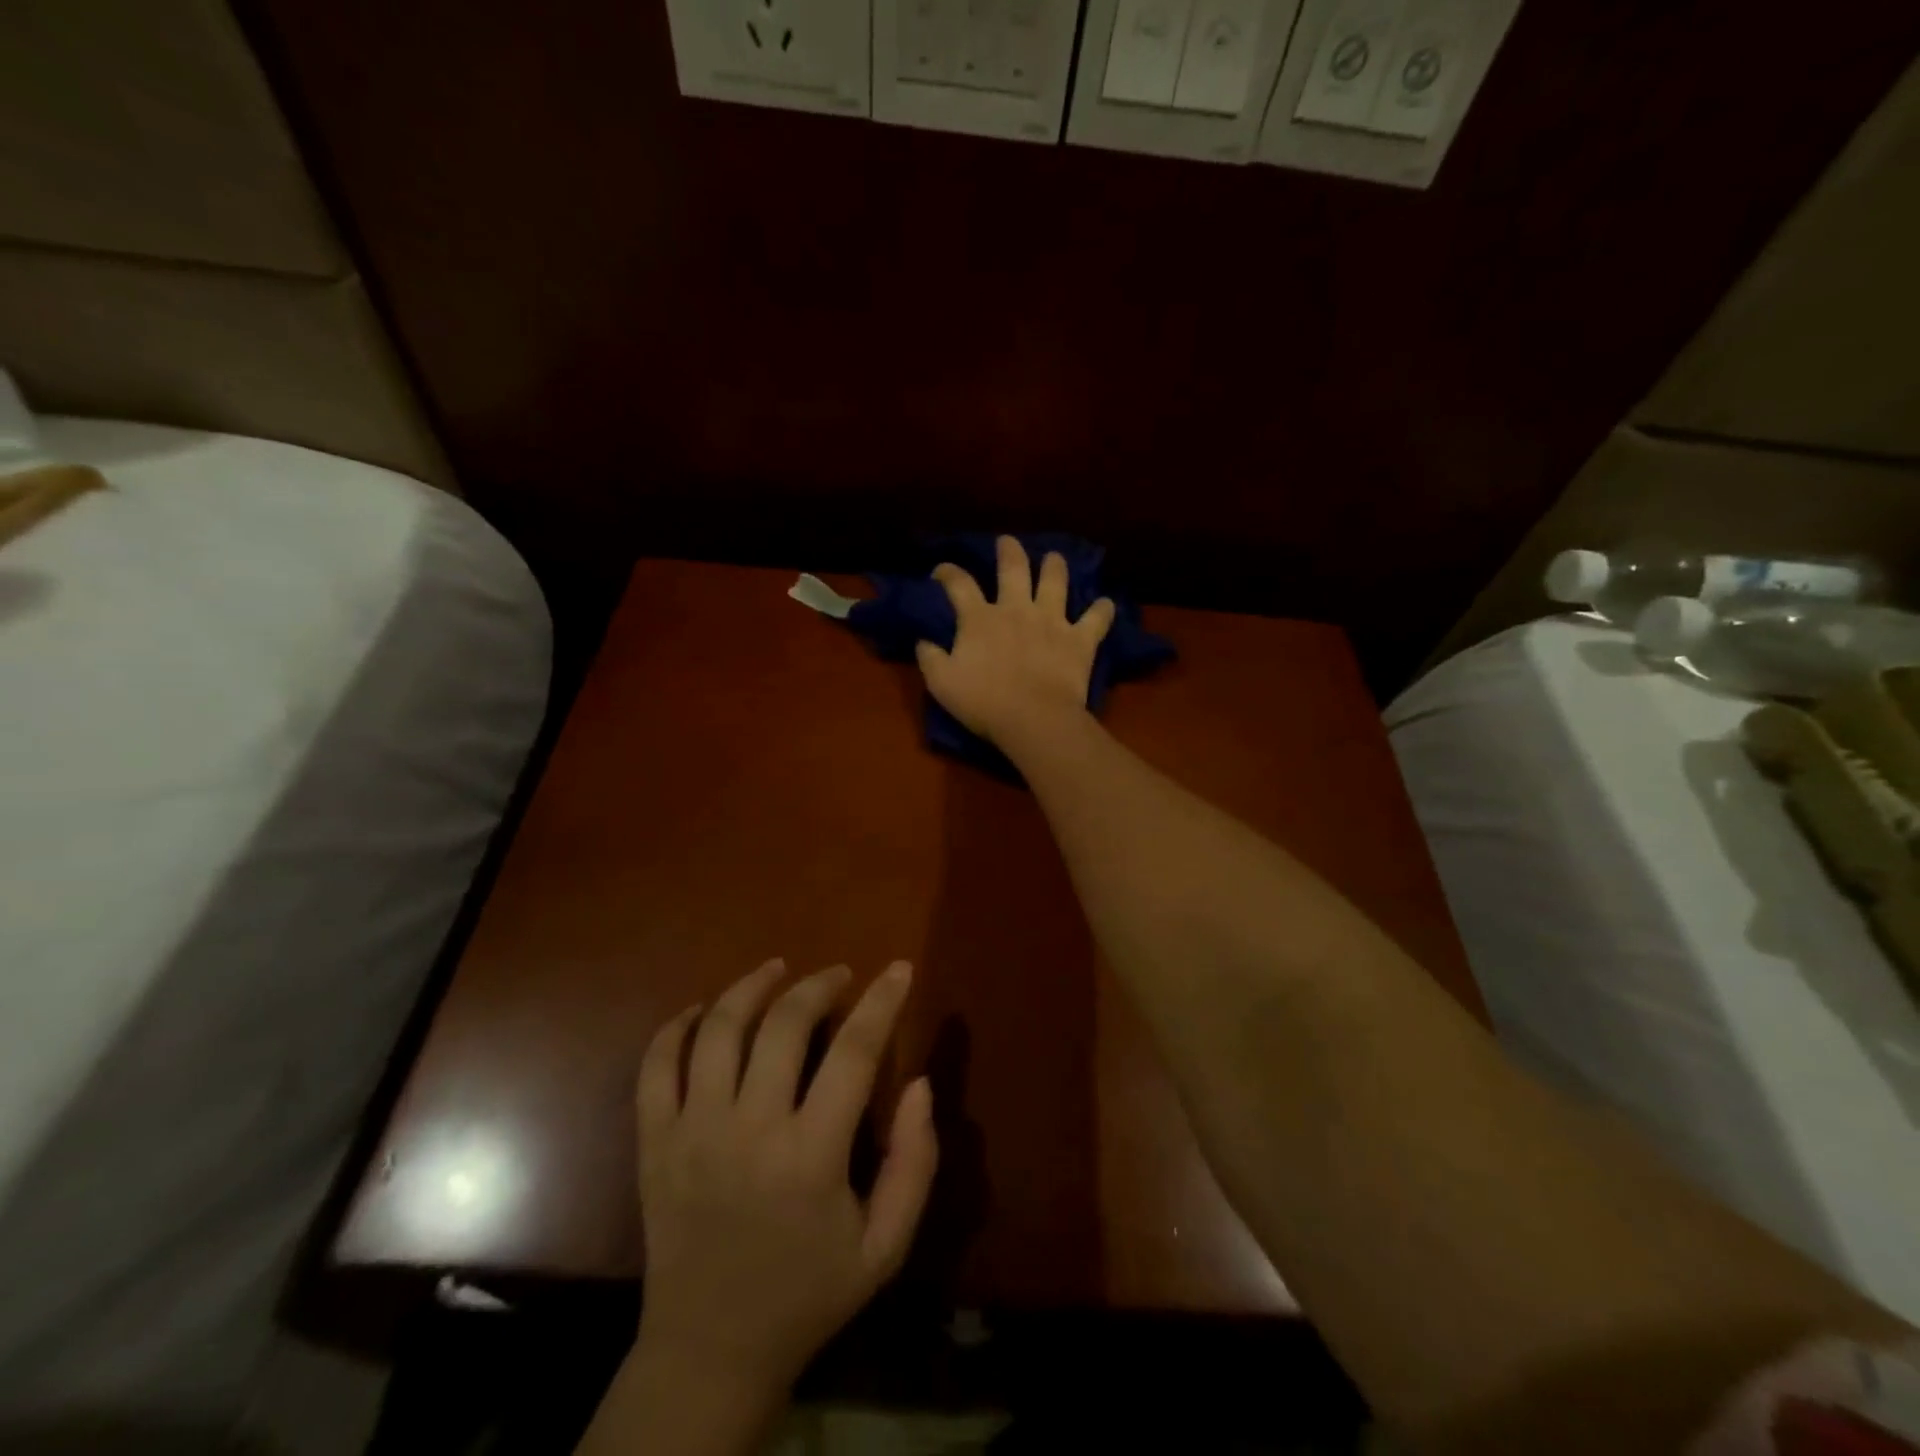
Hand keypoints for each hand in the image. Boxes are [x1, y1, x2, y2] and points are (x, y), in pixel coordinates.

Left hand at [632, 959, 937, 1399]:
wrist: (710, 1352)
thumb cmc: (808, 1294)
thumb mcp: (885, 1246)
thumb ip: (914, 1163)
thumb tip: (920, 1085)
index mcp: (811, 1156)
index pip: (854, 1051)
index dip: (882, 1001)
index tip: (898, 969)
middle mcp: (748, 1131)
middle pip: (783, 1025)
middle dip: (818, 985)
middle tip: (839, 975)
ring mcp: (692, 1133)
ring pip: (717, 1030)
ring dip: (749, 987)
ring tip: (776, 970)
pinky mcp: (653, 1144)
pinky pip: (655, 1066)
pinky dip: (674, 1027)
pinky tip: (702, 1011)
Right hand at [915, 535, 1115, 749]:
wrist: (1033, 718)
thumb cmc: (983, 702)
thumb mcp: (942, 683)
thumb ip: (930, 658)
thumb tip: (923, 641)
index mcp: (979, 618)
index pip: (959, 584)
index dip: (948, 572)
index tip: (942, 571)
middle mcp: (1016, 609)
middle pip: (1013, 568)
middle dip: (1009, 551)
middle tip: (1007, 542)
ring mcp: (1052, 621)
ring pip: (1056, 582)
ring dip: (1055, 566)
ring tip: (1054, 558)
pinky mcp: (1080, 639)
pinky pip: (1096, 619)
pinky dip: (1102, 610)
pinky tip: (1105, 604)